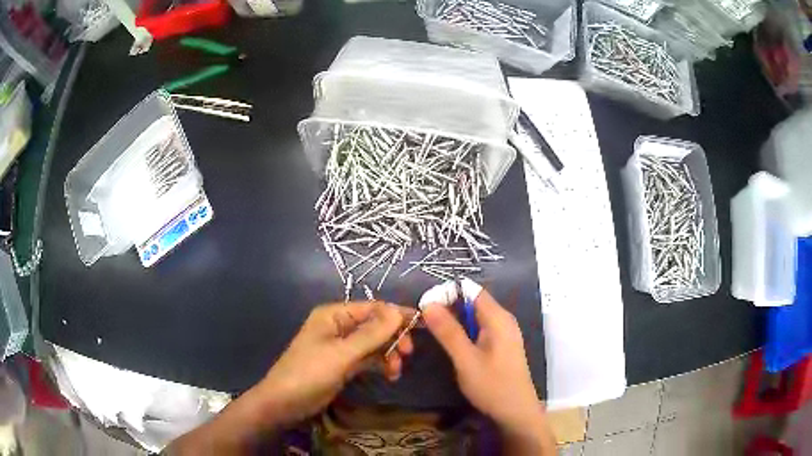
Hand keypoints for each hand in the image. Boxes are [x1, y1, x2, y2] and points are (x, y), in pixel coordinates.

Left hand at [254, 301, 413, 425]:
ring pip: (374, 343)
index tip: (420, 327)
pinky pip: (368, 358)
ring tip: (396, 371)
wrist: (284, 403)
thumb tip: (398, 311)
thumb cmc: (309, 374)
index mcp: (333, 315)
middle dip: (393, 337)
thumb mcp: (342, 354)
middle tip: (408, 354)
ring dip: (388, 354)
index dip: (396, 315)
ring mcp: (341, 347)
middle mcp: (338, 327)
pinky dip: (380, 364)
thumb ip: (371, 334)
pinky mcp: (343, 364)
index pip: (372, 308)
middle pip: (375, 325)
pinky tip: (390, 375)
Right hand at [422, 288, 548, 437]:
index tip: (425, 306)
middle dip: (448, 307)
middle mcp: (503, 320)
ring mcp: (504, 333)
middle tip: (424, 320)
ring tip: (433, 331)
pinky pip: (480, 329)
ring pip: (475, 317)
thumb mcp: (466, 360)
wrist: (516, 413)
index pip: (471, 290)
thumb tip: (429, 303)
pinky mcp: (501, 346)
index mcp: (498, 318)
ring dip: (454, 320)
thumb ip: (448, 332)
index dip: (447, 293)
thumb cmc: (492, 386)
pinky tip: (452, 344)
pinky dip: (464, 331)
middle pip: (473, 302)